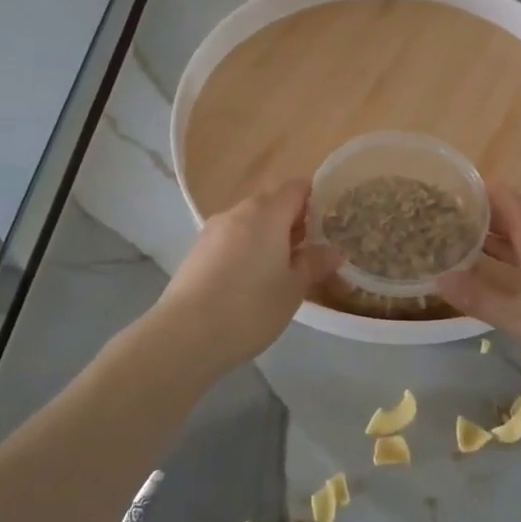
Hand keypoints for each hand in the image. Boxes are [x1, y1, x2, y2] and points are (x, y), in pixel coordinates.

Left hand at [150, 181, 342, 371]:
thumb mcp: (293, 289)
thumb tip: (334, 250)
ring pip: (250, 220)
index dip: (316, 197)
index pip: (297, 187)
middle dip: (293, 218)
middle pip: (272, 201)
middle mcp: (239, 211)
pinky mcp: (197, 250)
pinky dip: (247, 247)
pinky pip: (232, 237)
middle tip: (311, 247)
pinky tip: (251, 278)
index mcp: (267, 212)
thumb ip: (314, 263)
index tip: (330, 219)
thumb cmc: (250, 307)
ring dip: (269, 234)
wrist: (186, 335)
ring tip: (282, 266)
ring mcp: (213, 229)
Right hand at [437, 185, 520, 384]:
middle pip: (516, 212)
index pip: (505, 197)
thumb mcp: (515, 315)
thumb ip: (477, 296)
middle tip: (450, 219)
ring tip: (466, 241)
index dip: (479, 191)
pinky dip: (515, 253)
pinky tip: (500, 270)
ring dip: (499, 235)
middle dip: (484, 213)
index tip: (450, 193)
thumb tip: (438, 278)